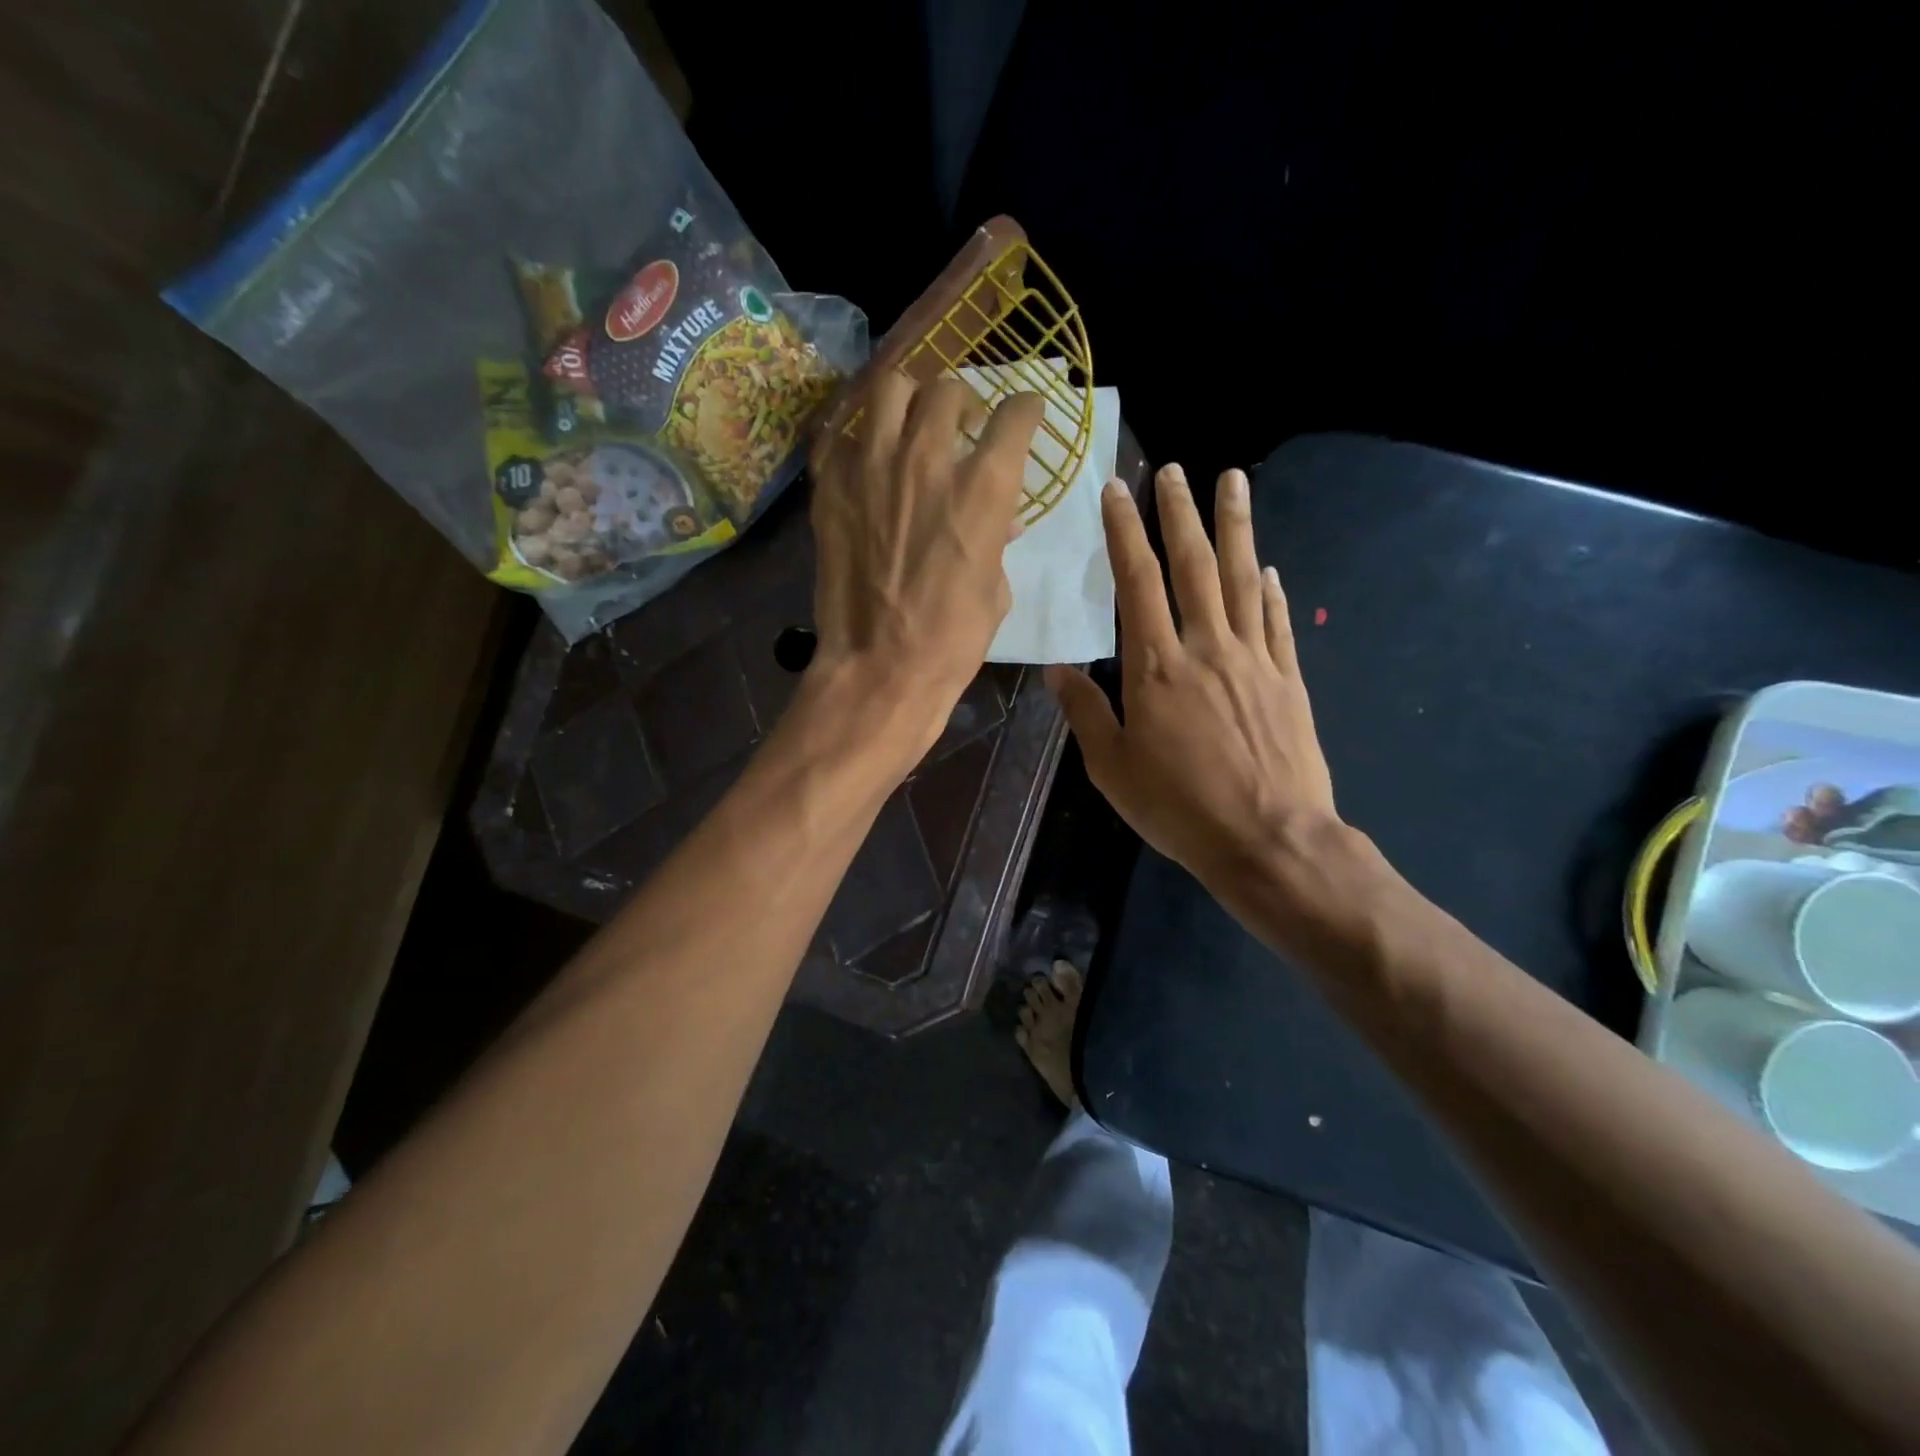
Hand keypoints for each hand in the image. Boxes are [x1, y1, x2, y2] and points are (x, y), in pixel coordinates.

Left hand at [807, 371, 1043, 757]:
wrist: (880, 667)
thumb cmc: (953, 639)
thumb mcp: (996, 589)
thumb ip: (998, 541)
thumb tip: (1003, 521)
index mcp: (984, 488)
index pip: (1014, 416)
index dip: (1025, 409)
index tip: (1024, 414)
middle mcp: (927, 459)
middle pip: (948, 389)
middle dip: (963, 402)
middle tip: (961, 427)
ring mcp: (872, 467)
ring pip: (890, 389)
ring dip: (909, 401)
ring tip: (911, 426)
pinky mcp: (831, 486)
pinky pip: (845, 435)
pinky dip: (862, 439)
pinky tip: (869, 461)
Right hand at [1046, 464, 1338, 887]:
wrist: (1269, 840)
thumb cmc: (1179, 808)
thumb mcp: (1112, 768)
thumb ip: (1085, 713)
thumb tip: (1057, 670)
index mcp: (1155, 667)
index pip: (1137, 583)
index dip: (1125, 533)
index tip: (1117, 492)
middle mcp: (1206, 648)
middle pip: (1192, 565)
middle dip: (1179, 513)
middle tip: (1174, 469)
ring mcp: (1254, 659)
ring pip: (1242, 578)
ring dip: (1235, 527)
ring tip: (1233, 482)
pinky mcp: (1288, 679)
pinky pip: (1277, 621)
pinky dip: (1271, 589)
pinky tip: (1269, 567)